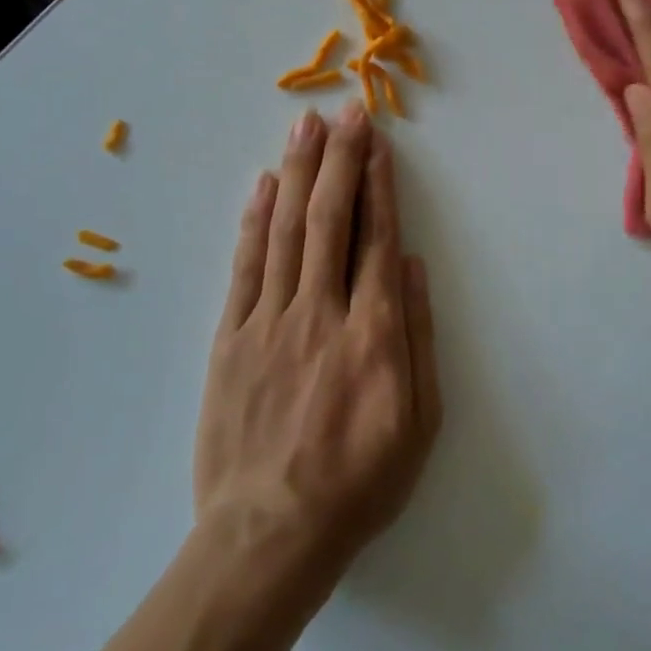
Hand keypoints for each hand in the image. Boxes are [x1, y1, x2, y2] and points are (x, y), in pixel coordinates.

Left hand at [194, 102, 441, 590]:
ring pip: (285, 230)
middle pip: (330, 219)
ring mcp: (269, 322)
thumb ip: (419, 336)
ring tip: (306, 127)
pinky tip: (264, 184)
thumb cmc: (358, 483)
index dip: (378, 183)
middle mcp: (321, 312)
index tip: (377, 142)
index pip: (376, 238)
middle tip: (345, 112)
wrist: (268, 538)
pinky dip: (255, 220)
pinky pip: (245, 267)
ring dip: (298, 172)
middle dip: (340, 159)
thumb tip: (413, 265)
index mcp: (373, 332)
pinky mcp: (231, 339)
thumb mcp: (420, 423)